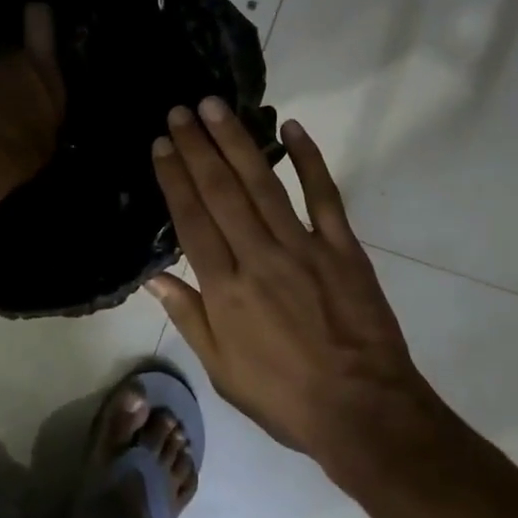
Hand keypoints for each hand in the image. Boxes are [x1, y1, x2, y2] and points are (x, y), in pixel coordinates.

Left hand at [0, 3, 65, 184]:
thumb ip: (45, 114)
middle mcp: (7, 60)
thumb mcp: (50, 134)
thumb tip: (40, 118)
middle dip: (13, 72)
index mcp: (41, 68)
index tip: (38, 15)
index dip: (39, 18)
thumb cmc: (27, 145)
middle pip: (12, 56)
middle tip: (19, 101)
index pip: (39, 21)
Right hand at [146, 99, 448, 474]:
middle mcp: (258, 257)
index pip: (192, 220)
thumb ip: (190, 317)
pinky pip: (324, 194)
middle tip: (180, 110)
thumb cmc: (284, 397)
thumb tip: (155, 278)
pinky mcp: (342, 247)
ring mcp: (303, 247)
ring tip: (215, 107)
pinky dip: (309, 159)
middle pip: (221, 191)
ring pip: (263, 184)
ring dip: (237, 142)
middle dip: (197, 147)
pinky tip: (291, 127)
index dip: (174, 178)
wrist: (362, 409)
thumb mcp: (223, 369)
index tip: (162, 145)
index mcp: (225, 289)